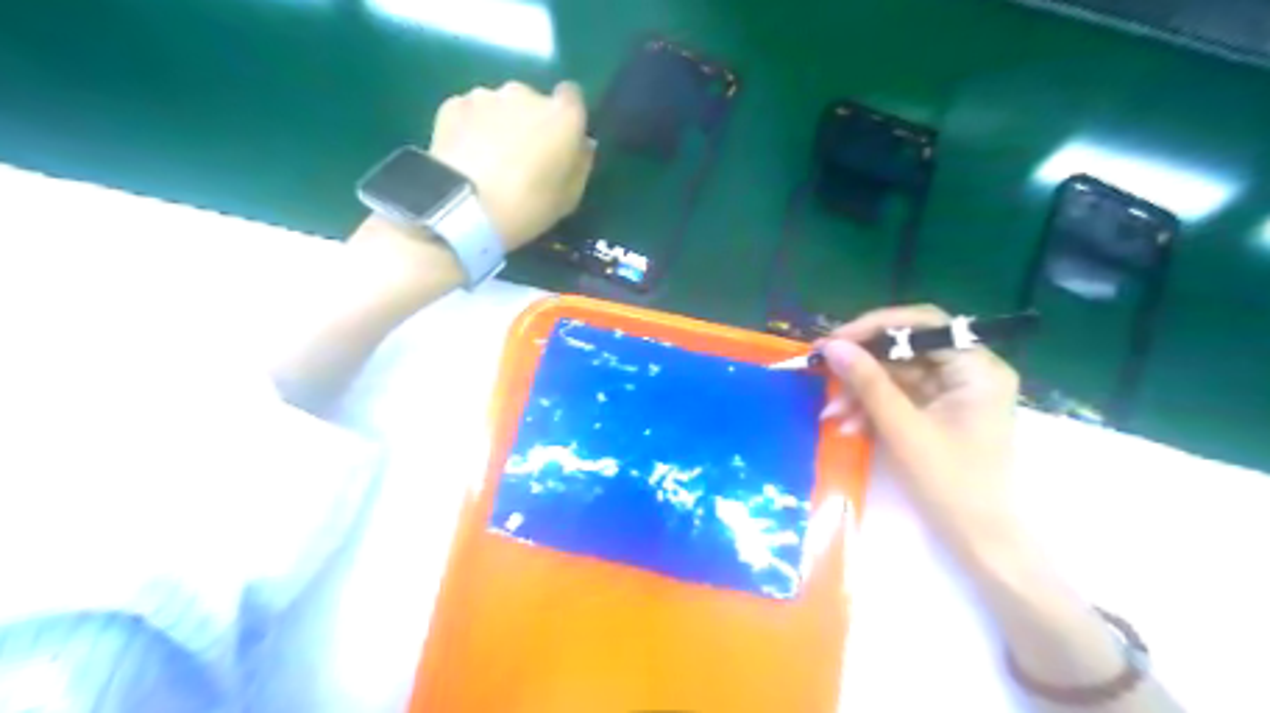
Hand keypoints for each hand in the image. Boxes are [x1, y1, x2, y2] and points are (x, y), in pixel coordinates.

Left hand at [430, 79, 592, 251]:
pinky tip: (466, 157)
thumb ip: (580, 164)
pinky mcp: (453, 104)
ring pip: (499, 106)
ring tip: (489, 160)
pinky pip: (470, 113)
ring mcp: (486, 95)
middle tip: (522, 157)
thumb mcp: (569, 197)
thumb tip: (581, 145)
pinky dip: (470, 128)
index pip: (572, 96)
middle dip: (529, 122)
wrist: (464, 205)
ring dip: (499, 124)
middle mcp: (526, 94)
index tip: (561, 139)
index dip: (566, 115)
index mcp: (563, 116)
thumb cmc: (529, 206)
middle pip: (533, 101)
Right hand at [823, 302, 1017, 553]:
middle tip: (822, 372)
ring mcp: (953, 392)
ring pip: (896, 374)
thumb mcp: (903, 429)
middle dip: (862, 367)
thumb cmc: (951, 484)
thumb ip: (868, 383)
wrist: (979, 540)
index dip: (875, 327)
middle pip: (906, 349)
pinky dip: (872, 408)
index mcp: (977, 368)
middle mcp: (968, 371)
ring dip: (861, 392)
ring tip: (833, 415)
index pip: (923, 325)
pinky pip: (898, 396)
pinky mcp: (938, 411)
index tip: (834, 341)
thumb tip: (832, 346)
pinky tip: (850, 425)